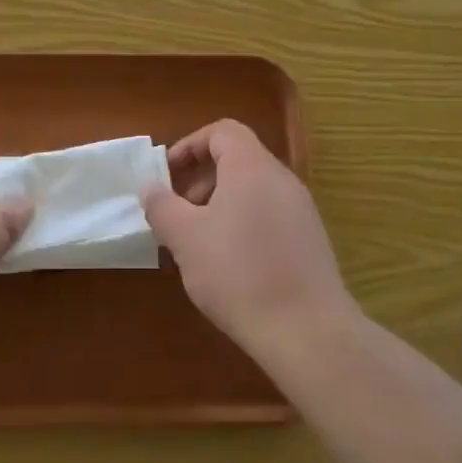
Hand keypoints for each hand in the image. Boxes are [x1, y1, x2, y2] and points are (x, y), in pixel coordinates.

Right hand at [141, 119, 357, 360]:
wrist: (308, 331)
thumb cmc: (239, 273)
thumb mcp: (186, 239)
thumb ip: (162, 206)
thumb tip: (150, 187)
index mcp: (252, 168)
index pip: (222, 131)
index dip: (191, 145)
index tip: (168, 173)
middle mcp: (282, 180)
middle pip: (238, 160)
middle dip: (201, 180)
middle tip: (178, 213)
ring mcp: (301, 211)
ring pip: (253, 190)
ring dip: (220, 205)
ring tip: (199, 243)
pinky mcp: (310, 241)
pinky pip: (270, 216)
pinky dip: (244, 225)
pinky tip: (230, 266)